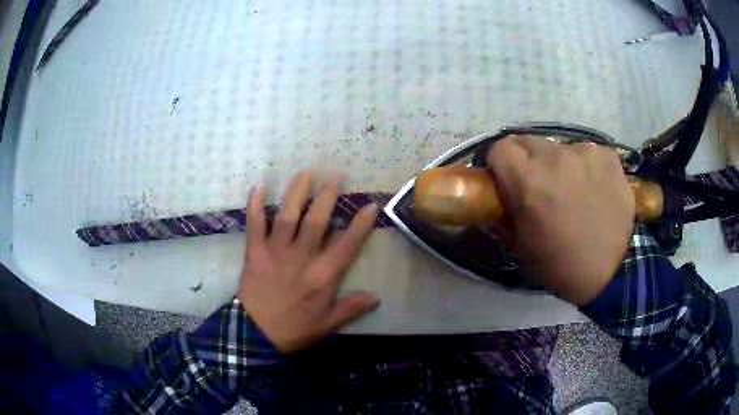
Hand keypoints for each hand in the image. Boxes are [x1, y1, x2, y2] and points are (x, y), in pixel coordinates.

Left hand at [238, 171, 380, 352]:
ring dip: (297, 192)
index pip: (347, 245)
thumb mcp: (328, 325)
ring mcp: (276, 252)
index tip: (370, 205)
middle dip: (327, 196)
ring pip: (288, 216)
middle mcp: (302, 257)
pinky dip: (255, 206)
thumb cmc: (295, 329)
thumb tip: (377, 297)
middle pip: (317, 221)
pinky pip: (254, 225)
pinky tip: (257, 186)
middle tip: (336, 175)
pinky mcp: (255, 252)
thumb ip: (352, 309)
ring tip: (305, 172)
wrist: (256, 335)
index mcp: (323, 276)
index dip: (360, 224)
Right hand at [487, 136, 634, 304]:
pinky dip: (586, 167)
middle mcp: (554, 157)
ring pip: (560, 148)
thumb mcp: (520, 247)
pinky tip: (595, 189)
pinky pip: (587, 153)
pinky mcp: (607, 155)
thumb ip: (507, 213)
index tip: (509, 181)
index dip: (501, 165)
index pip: (500, 149)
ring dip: (560, 165)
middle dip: (528, 161)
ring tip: (574, 191)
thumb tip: (504, 196)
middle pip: (528, 142)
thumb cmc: (560, 265)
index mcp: (528, 181)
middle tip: (540, 186)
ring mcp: (584, 153)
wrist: (611, 272)